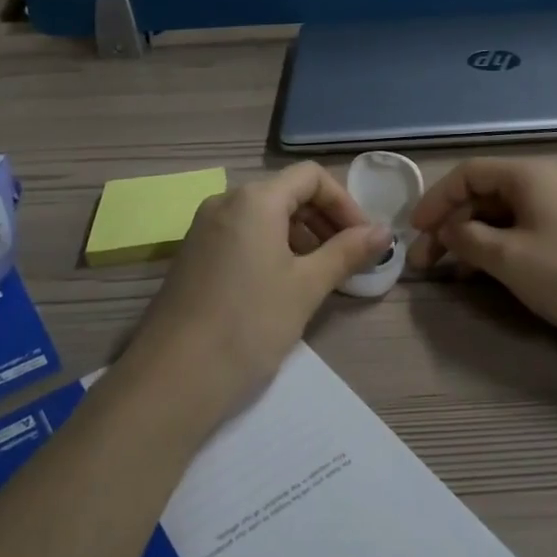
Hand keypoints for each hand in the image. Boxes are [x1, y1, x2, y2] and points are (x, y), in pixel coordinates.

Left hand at [124, 163, 389, 422]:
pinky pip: (243, 236)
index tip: (364, 239)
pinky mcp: (193, 256)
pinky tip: (285, 285)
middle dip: (325, 220)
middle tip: (350, 259)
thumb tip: (384, 231)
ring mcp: (204, 229)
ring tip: (322, 275)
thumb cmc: (249, 324)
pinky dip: (273, 248)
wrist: (172, 379)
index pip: (311, 177)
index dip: (344, 202)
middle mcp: (225, 202)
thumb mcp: (306, 286)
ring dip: (301, 236)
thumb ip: (347, 252)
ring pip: (264, 216)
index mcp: (254, 199)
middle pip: (287, 193)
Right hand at [407, 158, 556, 346]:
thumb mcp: (508, 258)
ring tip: (446, 270)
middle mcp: (540, 182)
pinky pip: (517, 228)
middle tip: (424, 259)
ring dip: (468, 238)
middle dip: (449, 224)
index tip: (415, 230)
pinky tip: (479, 271)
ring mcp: (555, 206)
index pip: (467, 174)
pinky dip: (493, 245)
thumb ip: (468, 239)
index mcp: (526, 175)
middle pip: (481, 194)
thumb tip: (446, 230)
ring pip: (497, 214)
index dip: (436, 199)